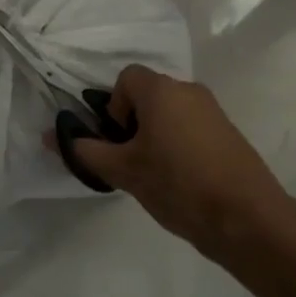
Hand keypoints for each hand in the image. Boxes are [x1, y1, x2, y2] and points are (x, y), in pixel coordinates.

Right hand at [66, 64, 294, 258]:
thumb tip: (49, 136)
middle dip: (133, 124)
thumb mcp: (123, 170)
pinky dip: (178, 145)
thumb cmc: (177, 184)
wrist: (246, 218)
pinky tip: (181, 181)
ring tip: (155, 175)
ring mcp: (213, 111)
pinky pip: (191, 127)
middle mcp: (188, 90)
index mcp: (162, 90)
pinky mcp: (228, 133)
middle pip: (148, 95)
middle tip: (131, 162)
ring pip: (170, 113)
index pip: (125, 78)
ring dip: (155, 136)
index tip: (119, 141)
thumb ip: (85, 151)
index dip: (114, 107)